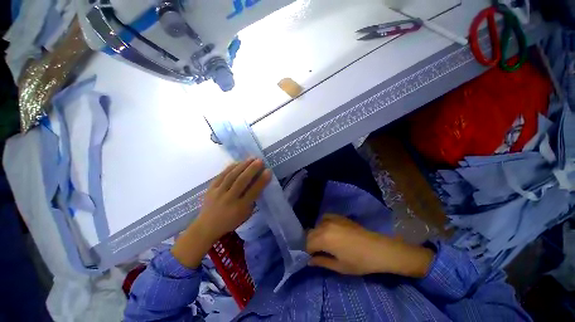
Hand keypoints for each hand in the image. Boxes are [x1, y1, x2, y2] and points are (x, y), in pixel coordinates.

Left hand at [172, 159, 271, 267]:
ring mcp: (218, 193)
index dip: (262, 180)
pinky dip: (230, 167)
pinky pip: (222, 175)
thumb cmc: (230, 221)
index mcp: (240, 208)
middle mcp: (229, 199)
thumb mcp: (246, 214)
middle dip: (252, 169)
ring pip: (232, 176)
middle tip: (260, 160)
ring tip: (251, 158)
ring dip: (243, 165)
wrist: (206, 227)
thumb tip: (258, 183)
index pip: (253, 191)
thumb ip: (252, 200)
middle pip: (242, 181)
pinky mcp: (210, 188)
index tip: (269, 171)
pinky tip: (238, 162)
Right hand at [306, 214, 434, 277]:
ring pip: (316, 225)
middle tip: (317, 252)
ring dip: (316, 234)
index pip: (308, 244)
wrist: (377, 249)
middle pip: (310, 233)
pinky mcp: (338, 216)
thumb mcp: (339, 266)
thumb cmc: (359, 261)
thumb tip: (309, 261)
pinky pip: (324, 218)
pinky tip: (328, 230)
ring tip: (323, 242)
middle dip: (310, 243)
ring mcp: (331, 219)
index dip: (308, 252)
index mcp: (324, 239)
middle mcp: (324, 226)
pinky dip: (322, 224)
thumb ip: (321, 262)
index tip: (312, 258)